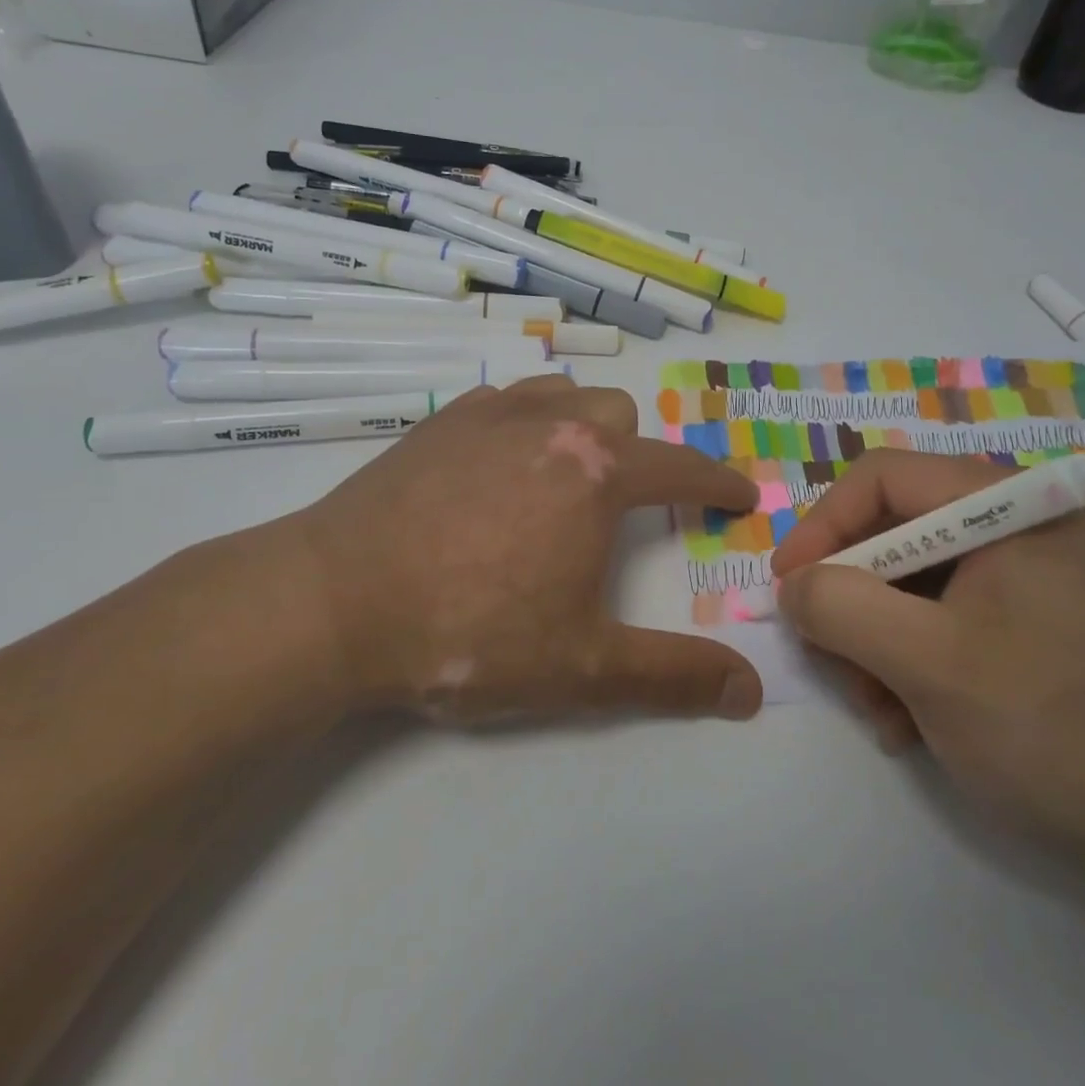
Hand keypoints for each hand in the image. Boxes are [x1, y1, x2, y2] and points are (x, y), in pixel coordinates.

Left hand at [198, 377, 764, 725]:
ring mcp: (491, 414)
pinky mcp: (441, 421)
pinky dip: (524, 420)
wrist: (335, 604)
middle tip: (628, 504)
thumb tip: (750, 691)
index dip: (717, 483)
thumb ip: (673, 676)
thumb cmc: (469, 633)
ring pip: (563, 394)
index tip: (738, 494)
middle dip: (639, 454)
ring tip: (569, 472)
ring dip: (583, 425)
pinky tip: (501, 460)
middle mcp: (551, 425)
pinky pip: (505, 400)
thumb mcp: (581, 668)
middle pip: (620, 416)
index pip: (680, 467)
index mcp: (596, 474)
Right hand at [771, 450, 1084, 861]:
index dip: (823, 526)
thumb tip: (795, 587)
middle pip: (898, 534)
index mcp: (1007, 506)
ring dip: (880, 643)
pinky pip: (955, 621)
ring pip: (920, 584)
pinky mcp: (1046, 628)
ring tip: (878, 711)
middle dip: (853, 600)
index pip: (883, 479)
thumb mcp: (927, 664)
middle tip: (830, 661)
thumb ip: (841, 608)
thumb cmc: (1057, 730)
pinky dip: (919, 662)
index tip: (786, 587)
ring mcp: (1039, 579)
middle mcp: (1023, 527)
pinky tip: (915, 721)